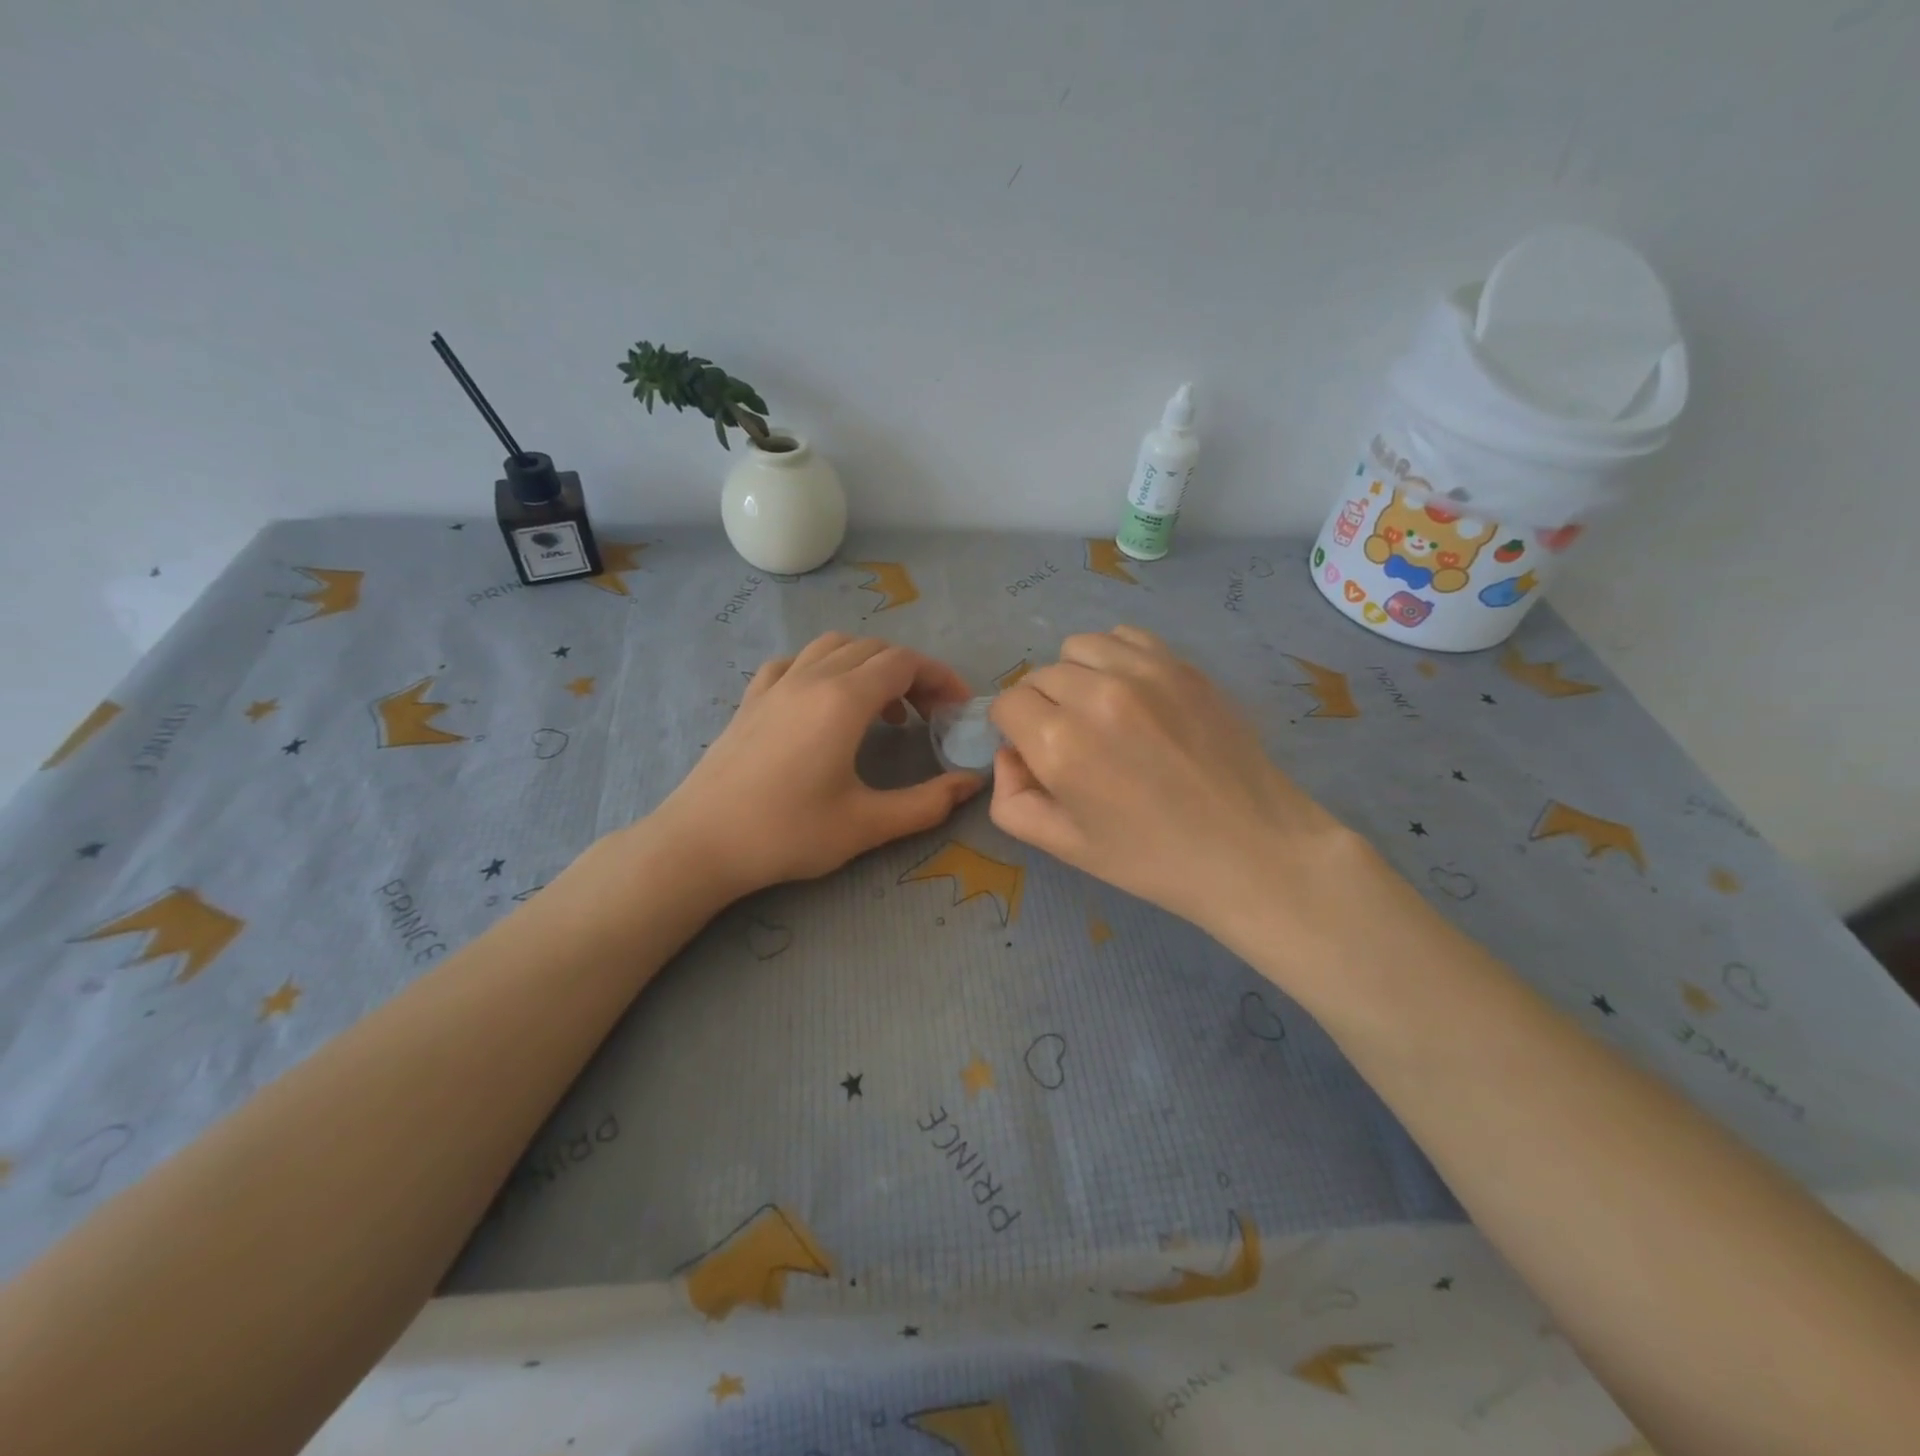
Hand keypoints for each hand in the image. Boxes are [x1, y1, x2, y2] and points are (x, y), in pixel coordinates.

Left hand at [649, 633, 983, 899]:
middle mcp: (812, 677)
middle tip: (930, 714)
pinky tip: (825, 701)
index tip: (958, 708)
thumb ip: (927, 804)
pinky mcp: (752, 698)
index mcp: (844, 700)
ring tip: (884, 708)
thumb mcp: (867, 825)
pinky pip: (797, 662)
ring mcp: (777, 683)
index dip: (940, 677)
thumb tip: (971, 784)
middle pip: (875, 649)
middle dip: (912, 673)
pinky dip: (826, 668)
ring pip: (835, 646)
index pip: (905, 663)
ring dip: (870, 665)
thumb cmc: (787, 833)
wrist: (700, 843)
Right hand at [988, 626, 1373, 962]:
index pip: (1007, 703)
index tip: (1035, 752)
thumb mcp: (1065, 847)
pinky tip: (1133, 692)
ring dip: (1076, 675)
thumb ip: (1012, 800)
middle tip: (1073, 743)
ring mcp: (1143, 672)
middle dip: (1042, 706)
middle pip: (1039, 675)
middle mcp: (1095, 694)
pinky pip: (1124, 636)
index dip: (1013, 729)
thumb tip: (1009, 754)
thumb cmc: (1152, 859)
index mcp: (1059, 744)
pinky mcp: (1181, 664)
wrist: (1251, 851)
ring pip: (1078, 648)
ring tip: (1102, 711)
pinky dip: (1115, 657)